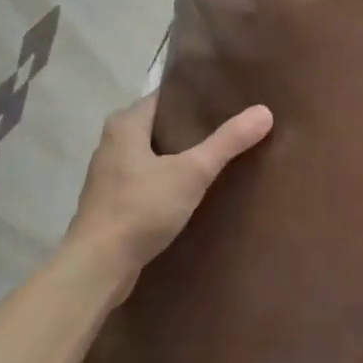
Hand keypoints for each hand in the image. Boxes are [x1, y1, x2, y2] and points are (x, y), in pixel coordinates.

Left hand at [68, 92, 272, 289]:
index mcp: (125, 124)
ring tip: (219, 154)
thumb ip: (227, 142)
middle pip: (160, 124)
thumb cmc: (140, 209)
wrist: (98, 267)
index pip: (166, 96)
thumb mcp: (191, 172)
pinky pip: (148, 178)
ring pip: (153, 153)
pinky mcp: (113, 202)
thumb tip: (264, 111)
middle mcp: (113, 142)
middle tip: (231, 123)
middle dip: (192, 126)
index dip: (195, 95)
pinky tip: (194, 188)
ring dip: (180, 154)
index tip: (228, 96)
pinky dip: (169, 178)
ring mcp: (110, 174)